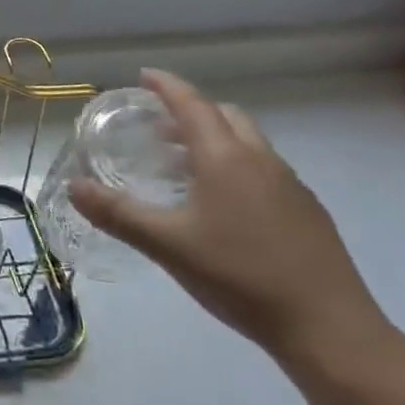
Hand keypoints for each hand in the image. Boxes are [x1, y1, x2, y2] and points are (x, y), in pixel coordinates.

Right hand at [67, 69, 387, 364]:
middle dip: (191, 112)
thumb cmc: (240, 277)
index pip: (192, 104)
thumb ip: (118, 214)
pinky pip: (265, 169)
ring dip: (215, 139)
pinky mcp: (308, 211)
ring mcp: (290, 185)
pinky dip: (237, 166)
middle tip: (159, 128)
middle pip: (224, 116)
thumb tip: (73, 186)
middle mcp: (260, 159)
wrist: (330, 329)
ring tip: (185, 167)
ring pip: (248, 142)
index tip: (144, 75)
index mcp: (225, 157)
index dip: (167, 85)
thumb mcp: (168, 245)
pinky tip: (225, 206)